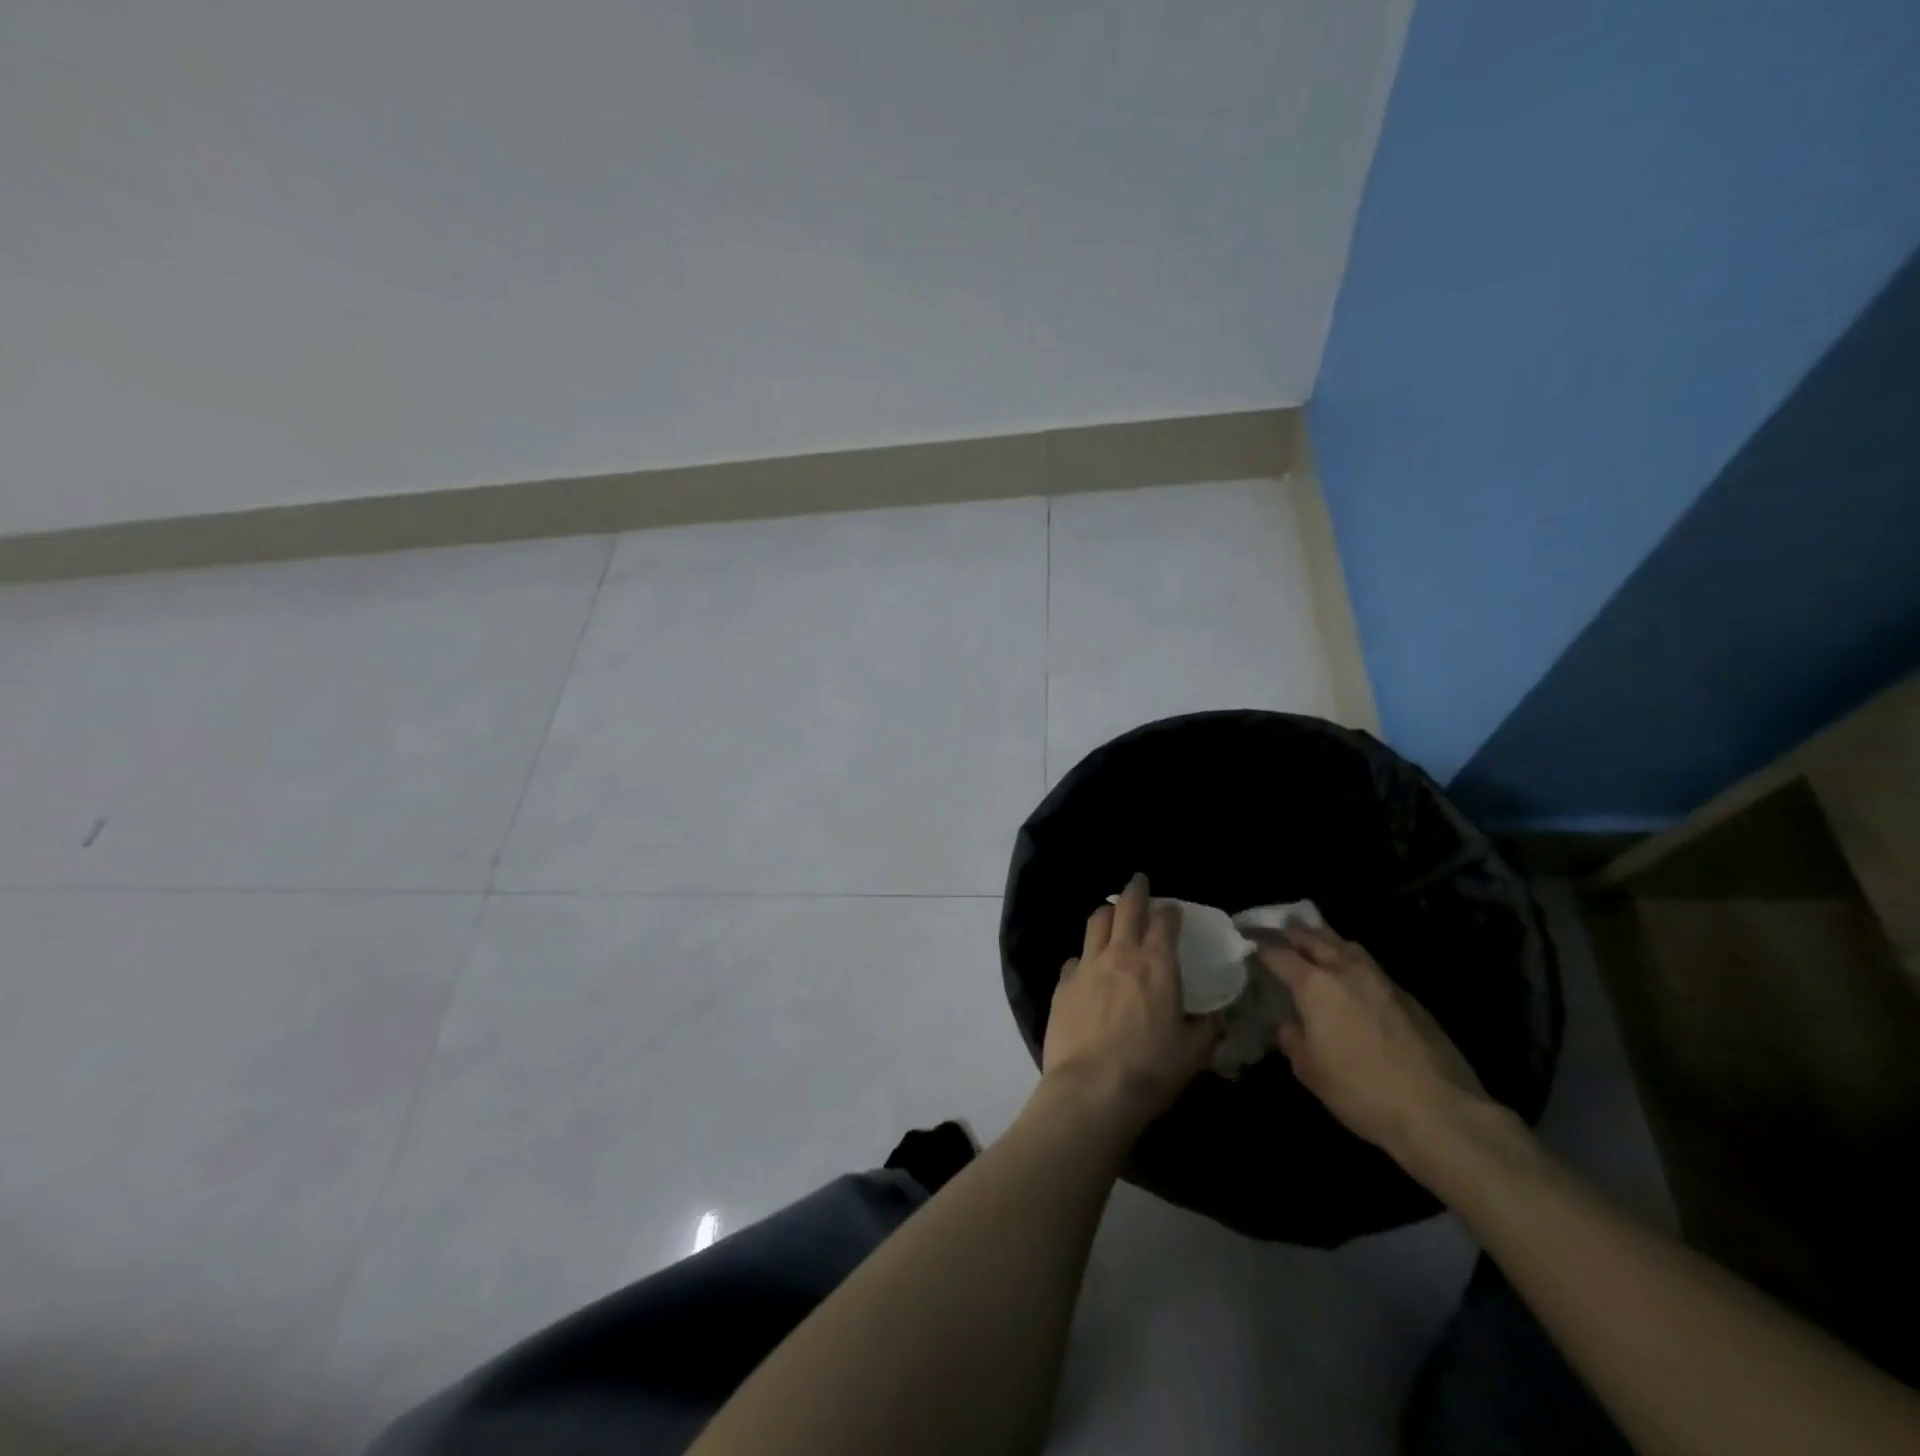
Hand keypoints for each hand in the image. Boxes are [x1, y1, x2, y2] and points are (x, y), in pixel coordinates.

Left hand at [1040, 874, 1219, 1132]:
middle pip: (1126, 908)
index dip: (1170, 911)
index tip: (1173, 909)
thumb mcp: (1193, 1053)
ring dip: (1107, 913)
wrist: (1092, 1089)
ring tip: (1111, 912)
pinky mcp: (1063, 984)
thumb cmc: (1150, 1070)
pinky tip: (1086, 965)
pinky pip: (1075, 958)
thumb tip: (1219, 1017)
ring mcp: (1087, 966)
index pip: (1164, 922)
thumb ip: (1208, 1028)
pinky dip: (1085, 955)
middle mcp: (1120, 954)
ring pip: (1096, 922)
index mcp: (1156, 965)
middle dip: (1135, 890)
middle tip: (1139, 881)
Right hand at [1258, 923, 1487, 1161]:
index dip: (1260, 945)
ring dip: (1325, 938)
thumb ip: (1293, 1040)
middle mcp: (1346, 972)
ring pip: (1347, 945)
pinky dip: (1352, 959)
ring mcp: (1381, 980)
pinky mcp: (1408, 997)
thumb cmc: (1362, 1091)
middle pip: (1314, 938)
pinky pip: (1370, 964)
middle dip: (1292, 931)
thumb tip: (1290, 1025)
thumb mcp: (1310, 1071)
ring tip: (1314, 937)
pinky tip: (1351, 973)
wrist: (1439, 1112)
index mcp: (1315, 986)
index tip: (1246, 939)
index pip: (1279, 954)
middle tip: (1277, 926)